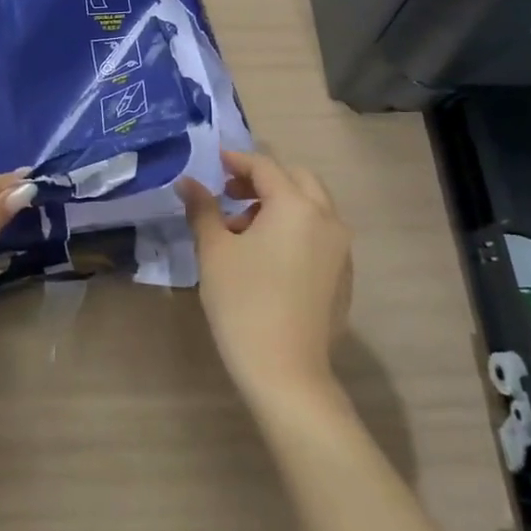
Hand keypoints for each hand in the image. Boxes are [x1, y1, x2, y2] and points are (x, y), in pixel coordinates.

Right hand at [177, 150, 352, 403]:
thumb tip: (187, 182)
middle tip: (230, 192)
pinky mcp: (344, 276)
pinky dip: (295, 228)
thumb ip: (202, 209)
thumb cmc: (243, 302)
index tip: (213, 162)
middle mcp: (327, 218)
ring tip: (242, 229)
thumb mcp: (214, 251)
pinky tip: (268, 257)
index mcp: (295, 205)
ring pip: (312, 207)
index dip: (236, 159)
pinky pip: (320, 234)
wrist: (286, 372)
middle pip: (297, 179)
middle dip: (263, 179)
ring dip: (279, 203)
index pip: (265, 166)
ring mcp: (341, 249)